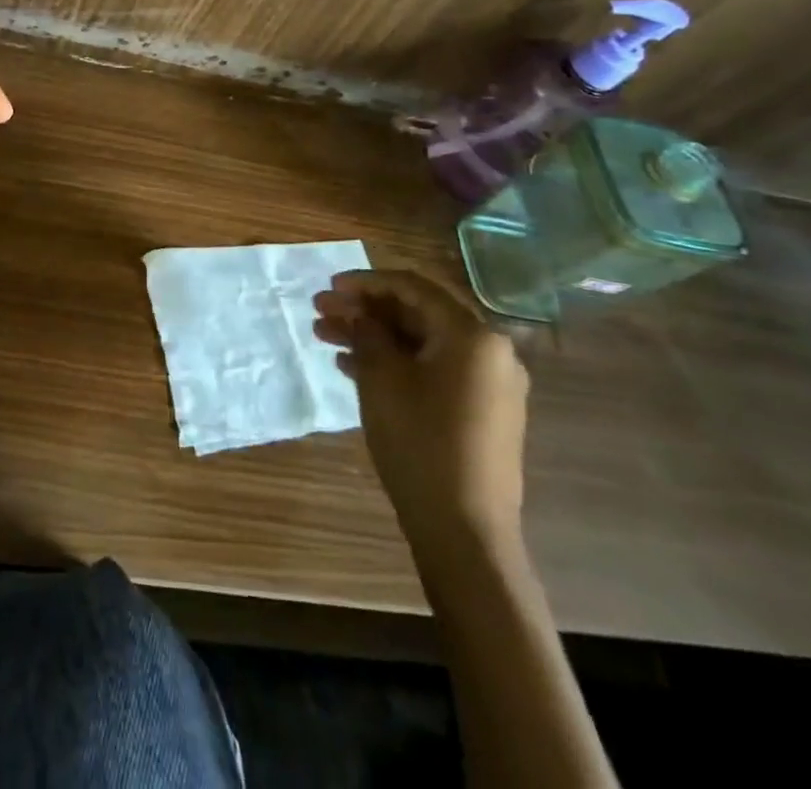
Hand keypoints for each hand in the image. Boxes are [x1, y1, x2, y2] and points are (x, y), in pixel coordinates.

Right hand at [315, 270, 528, 553]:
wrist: (463, 529)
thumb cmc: (420, 440)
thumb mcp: (381, 377)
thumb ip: (366, 331)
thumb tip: (356, 311)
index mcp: (473, 335)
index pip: (413, 287)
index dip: (366, 281)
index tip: (329, 286)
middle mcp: (490, 351)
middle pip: (417, 313)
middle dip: (364, 309)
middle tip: (320, 310)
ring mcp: (487, 383)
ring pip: (420, 342)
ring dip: (373, 335)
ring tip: (324, 335)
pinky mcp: (479, 411)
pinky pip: (432, 369)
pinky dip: (394, 361)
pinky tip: (351, 365)